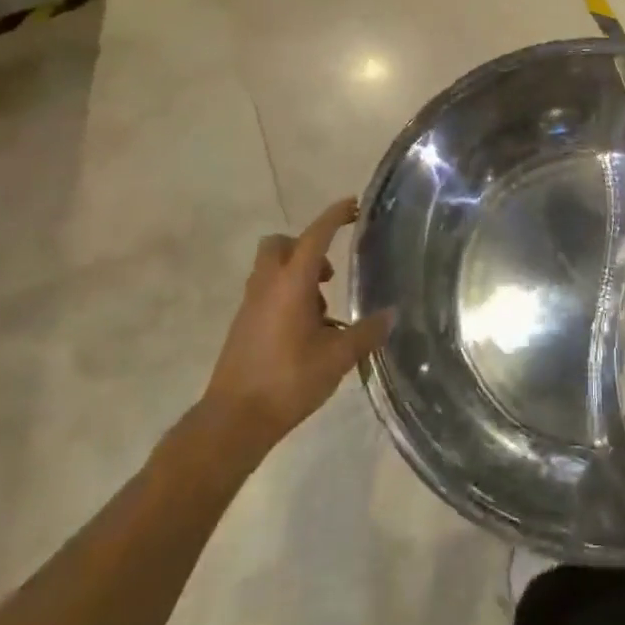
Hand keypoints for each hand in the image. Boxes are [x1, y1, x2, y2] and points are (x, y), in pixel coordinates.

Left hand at [202, 197, 392, 447]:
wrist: (234, 420)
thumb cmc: (288, 381)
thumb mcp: (337, 358)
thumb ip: (366, 333)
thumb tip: (391, 314)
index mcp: (291, 284)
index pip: (315, 236)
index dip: (334, 216)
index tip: (353, 205)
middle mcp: (267, 286)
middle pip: (280, 245)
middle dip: (306, 247)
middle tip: (329, 274)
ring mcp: (250, 305)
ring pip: (272, 270)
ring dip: (297, 275)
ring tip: (323, 311)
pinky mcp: (243, 326)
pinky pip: (266, 293)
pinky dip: (287, 297)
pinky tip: (306, 332)